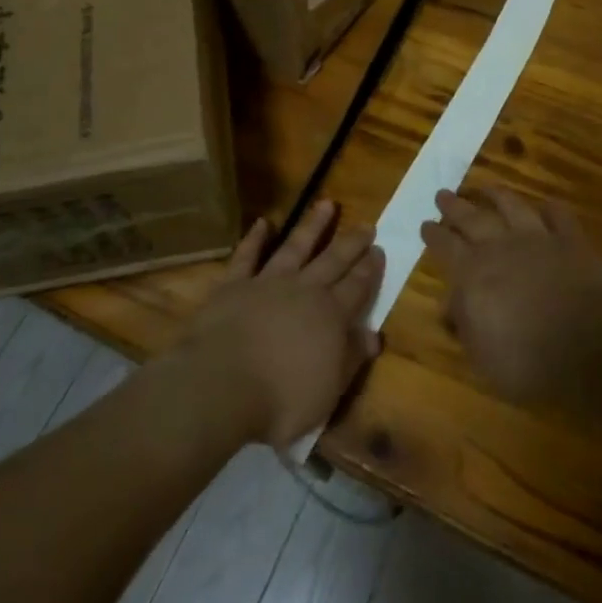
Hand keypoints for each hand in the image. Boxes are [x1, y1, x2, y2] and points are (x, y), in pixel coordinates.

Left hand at [176, 200, 384, 448]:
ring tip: (326, 203)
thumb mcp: (328, 391)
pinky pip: (247, 256)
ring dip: (312, 225)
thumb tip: (374, 335)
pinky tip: (263, 223)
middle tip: (366, 225)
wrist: (222, 385)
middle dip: (351, 243)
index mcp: (331, 317)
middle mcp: (304, 291)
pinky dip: (255, 239)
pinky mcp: (235, 285)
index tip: (379, 250)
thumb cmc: (281, 399)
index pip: (357, 287)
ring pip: (296, 247)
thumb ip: (351, 359)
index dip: (370, 269)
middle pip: (333, 261)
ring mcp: (268, 283)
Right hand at [420, 187, 601, 406]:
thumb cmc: (529, 360)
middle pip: (472, 219)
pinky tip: (547, 204)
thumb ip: (464, 325)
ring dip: (497, 195)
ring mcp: (538, 239)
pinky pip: (559, 217)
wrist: (592, 344)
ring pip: (513, 207)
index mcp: (473, 274)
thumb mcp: (482, 357)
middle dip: (455, 206)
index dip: (434, 234)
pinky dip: (551, 209)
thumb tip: (450, 306)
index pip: (445, 246)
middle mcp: (501, 247)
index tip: (425, 223)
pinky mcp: (573, 242)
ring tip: (486, 186)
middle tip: (443, 193)